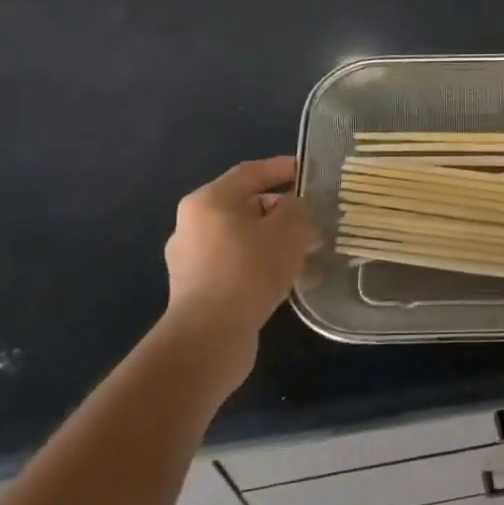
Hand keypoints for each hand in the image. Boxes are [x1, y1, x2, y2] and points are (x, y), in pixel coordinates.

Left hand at [158, 155, 320, 400]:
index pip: (250, 172)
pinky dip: (261, 264)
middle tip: (313, 219)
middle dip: (281, 211)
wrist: (210, 336)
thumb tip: (296, 211)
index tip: (308, 171)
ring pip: (242, 238)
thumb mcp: (287, 231)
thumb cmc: (249, 270)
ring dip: (273, 241)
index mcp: (209, 201)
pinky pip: (236, 264)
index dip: (281, 168)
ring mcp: (191, 259)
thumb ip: (298, 211)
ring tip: (305, 251)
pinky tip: (286, 277)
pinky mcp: (197, 289)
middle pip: (245, 206)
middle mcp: (192, 224)